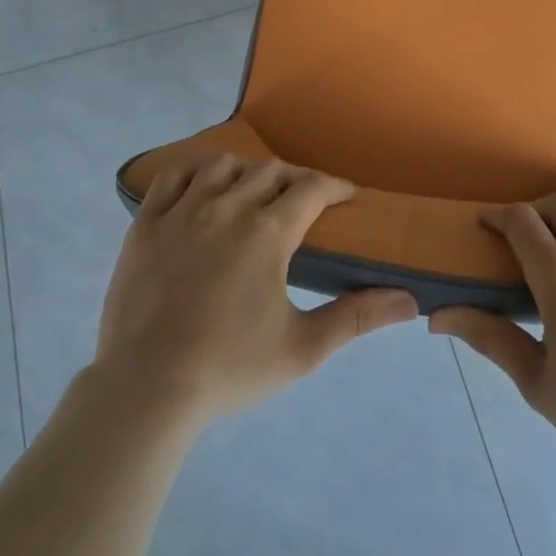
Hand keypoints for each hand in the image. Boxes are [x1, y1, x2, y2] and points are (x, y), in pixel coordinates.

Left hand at [95, 156, 417, 425]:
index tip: (346, 196)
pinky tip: (203, 188)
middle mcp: (227, 208)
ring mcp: (182, 212)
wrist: (145, 390)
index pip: (311, 188)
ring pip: (223, 166)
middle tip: (306, 201)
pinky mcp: (145, 224)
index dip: (334, 186)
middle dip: (296, 180)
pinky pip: (173, 177)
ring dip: (248, 172)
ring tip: (255, 192)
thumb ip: (356, 318)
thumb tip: (409, 302)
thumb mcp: (303, 349)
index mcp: (267, 233)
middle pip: (271, 172)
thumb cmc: (229, 369)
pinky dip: (194, 173)